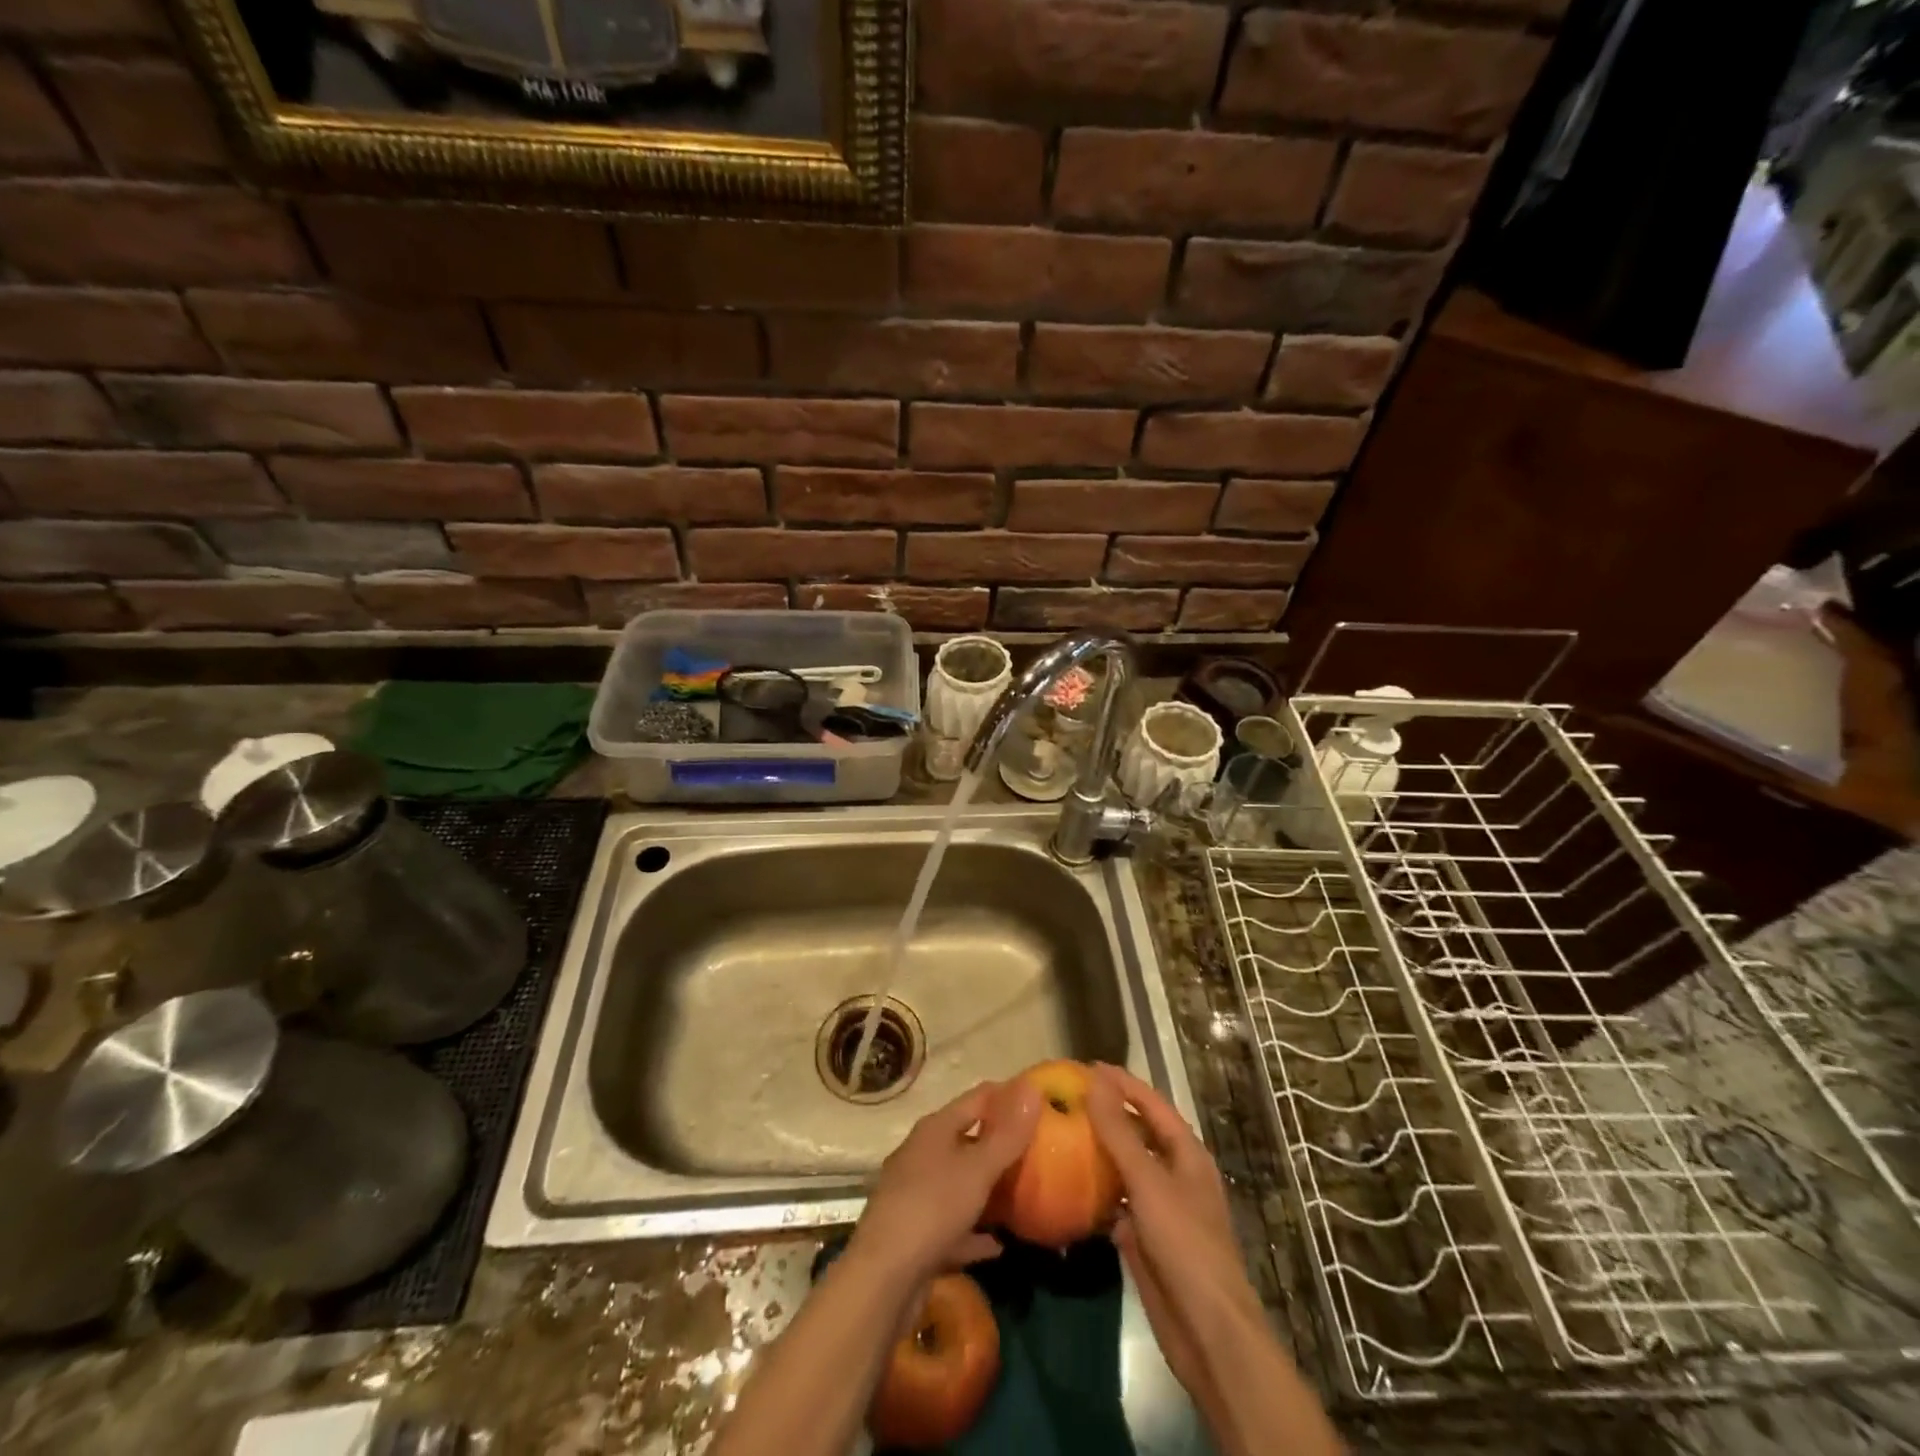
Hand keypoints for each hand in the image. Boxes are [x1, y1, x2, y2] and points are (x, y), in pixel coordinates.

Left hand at [849, 1080, 1041, 1285]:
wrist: (883, 1277)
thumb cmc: (933, 1207)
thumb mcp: (978, 1169)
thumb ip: (1007, 1134)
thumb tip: (1032, 1087)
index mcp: (935, 1129)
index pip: (977, 1098)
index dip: (1007, 1095)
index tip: (1039, 1101)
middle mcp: (922, 1154)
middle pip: (967, 1139)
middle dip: (999, 1144)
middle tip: (1038, 1150)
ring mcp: (916, 1195)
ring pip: (959, 1183)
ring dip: (987, 1189)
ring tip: (1022, 1195)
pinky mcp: (916, 1234)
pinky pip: (953, 1225)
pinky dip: (974, 1232)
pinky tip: (998, 1245)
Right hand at [1085, 1064, 1263, 1402]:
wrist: (1207, 1331)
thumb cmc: (1185, 1245)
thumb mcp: (1149, 1181)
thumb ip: (1120, 1132)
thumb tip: (1094, 1082)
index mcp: (1187, 1154)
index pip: (1152, 1104)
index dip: (1123, 1083)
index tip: (1087, 1066)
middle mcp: (1176, 1175)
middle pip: (1139, 1133)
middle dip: (1108, 1114)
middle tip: (1067, 1098)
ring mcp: (1161, 1208)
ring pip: (1126, 1168)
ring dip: (1099, 1151)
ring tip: (1061, 1133)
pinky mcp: (1146, 1238)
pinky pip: (1117, 1203)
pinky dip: (1096, 1191)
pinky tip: (1068, 1183)